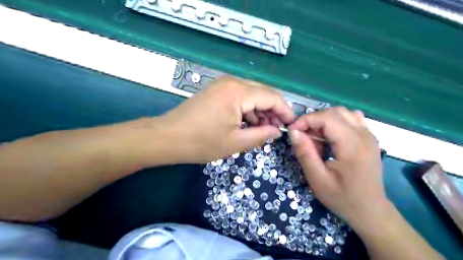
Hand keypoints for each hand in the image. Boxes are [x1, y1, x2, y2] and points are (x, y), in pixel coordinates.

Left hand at [155, 76, 291, 163]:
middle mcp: (232, 82)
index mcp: (238, 92)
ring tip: (263, 130)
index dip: (284, 110)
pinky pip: (239, 98)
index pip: (272, 96)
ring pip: (251, 95)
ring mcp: (222, 85)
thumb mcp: (235, 142)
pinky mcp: (216, 91)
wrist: (167, 138)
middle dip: (273, 111)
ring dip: (260, 111)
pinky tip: (248, 124)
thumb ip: (261, 135)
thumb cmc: (201, 142)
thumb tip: (276, 131)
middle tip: (276, 130)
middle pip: (262, 93)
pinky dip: (247, 110)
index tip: (291, 124)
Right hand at [288, 106, 383, 227]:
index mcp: (352, 145)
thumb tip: (294, 132)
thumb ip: (305, 153)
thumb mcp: (318, 179)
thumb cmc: (342, 197)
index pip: (326, 118)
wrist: (370, 211)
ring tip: (317, 138)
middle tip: (304, 138)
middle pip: (334, 112)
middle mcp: (364, 135)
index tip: (292, 132)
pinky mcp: (369, 138)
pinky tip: (331, 137)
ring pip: (343, 113)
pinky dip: (336, 123)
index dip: (306, 120)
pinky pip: (351, 119)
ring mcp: (369, 135)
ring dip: (325, 121)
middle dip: (314, 120)